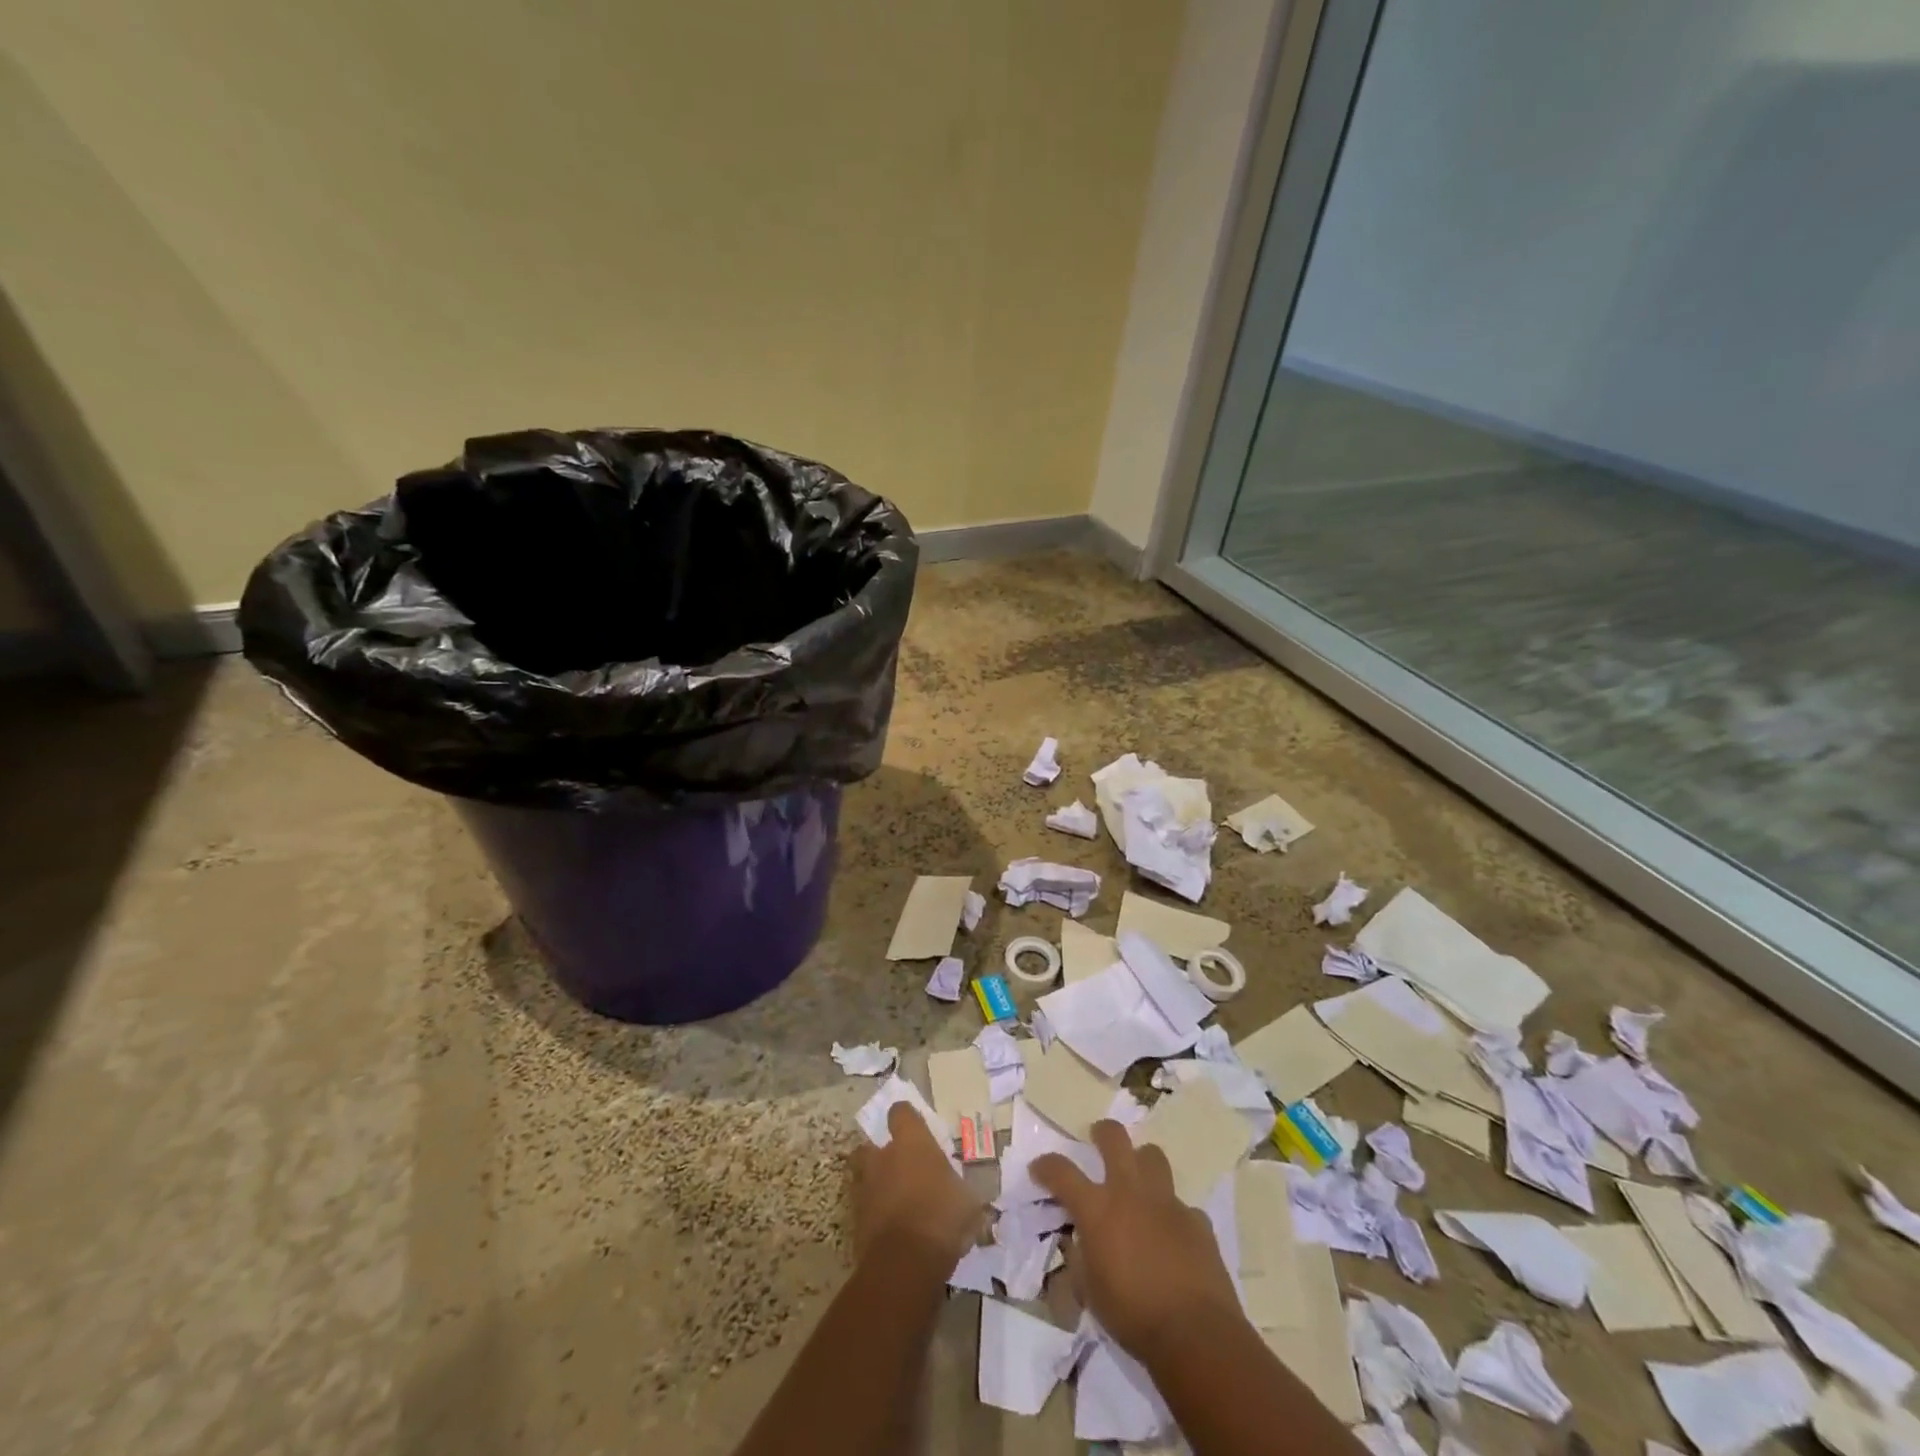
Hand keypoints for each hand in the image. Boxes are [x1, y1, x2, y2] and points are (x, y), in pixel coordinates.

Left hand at [850, 1102, 984, 1264]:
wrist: (905, 1263)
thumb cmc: (942, 1217)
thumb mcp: (968, 1201)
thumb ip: (960, 1190)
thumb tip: (965, 1194)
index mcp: (912, 1142)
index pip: (901, 1112)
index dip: (906, 1118)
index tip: (915, 1127)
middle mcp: (883, 1157)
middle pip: (871, 1144)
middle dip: (882, 1154)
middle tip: (900, 1168)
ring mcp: (866, 1188)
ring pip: (864, 1176)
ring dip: (876, 1184)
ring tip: (894, 1200)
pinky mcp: (855, 1219)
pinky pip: (864, 1208)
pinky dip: (874, 1214)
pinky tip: (891, 1228)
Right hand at [1031, 1120, 1241, 1360]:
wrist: (1195, 1334)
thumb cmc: (1133, 1315)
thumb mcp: (1090, 1292)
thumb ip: (1081, 1259)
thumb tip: (1080, 1245)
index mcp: (1098, 1209)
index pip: (1062, 1172)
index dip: (1046, 1166)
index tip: (1038, 1169)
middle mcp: (1130, 1193)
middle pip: (1114, 1138)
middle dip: (1102, 1133)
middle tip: (1097, 1139)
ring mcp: (1167, 1202)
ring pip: (1153, 1156)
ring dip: (1141, 1162)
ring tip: (1138, 1179)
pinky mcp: (1196, 1220)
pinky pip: (1182, 1206)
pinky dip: (1172, 1215)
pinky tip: (1172, 1236)